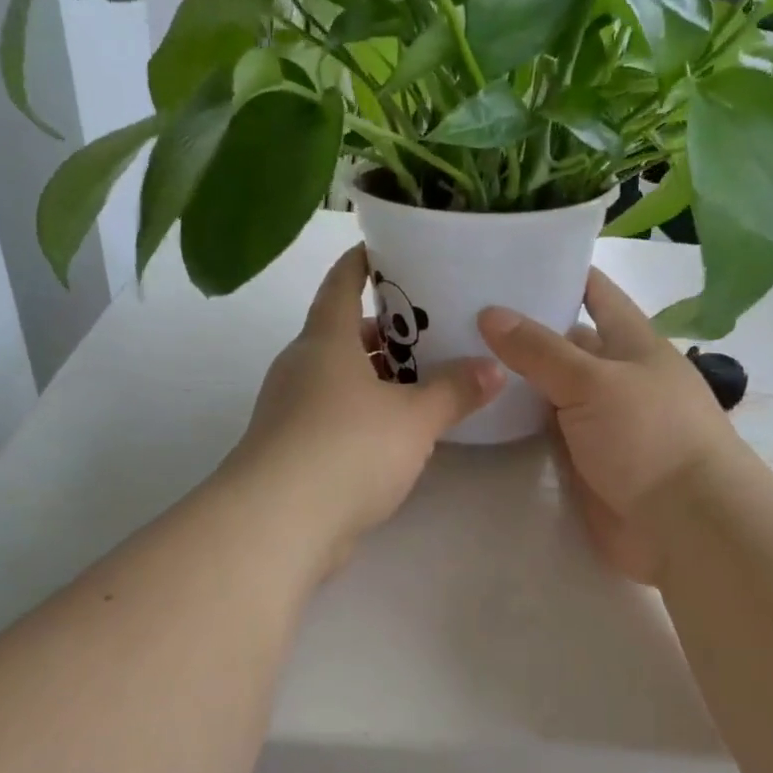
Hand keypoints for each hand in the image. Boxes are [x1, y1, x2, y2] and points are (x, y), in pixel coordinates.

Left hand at [229, 246, 504, 568]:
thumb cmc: (347, 448)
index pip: (341, 284)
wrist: (278, 524)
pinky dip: (364, 410)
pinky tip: (398, 428)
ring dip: (376, 374)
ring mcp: (291, 409)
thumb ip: (454, 391)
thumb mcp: (414, 418)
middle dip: (383, 328)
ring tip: (424, 377)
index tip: (387, 248)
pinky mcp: (292, 449)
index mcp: (325, 341)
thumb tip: (494, 367)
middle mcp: (302, 367)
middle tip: (430, 325)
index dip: (362, 262)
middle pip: (342, 332)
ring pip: (339, 377)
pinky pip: (334, 413)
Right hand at [478, 271, 743, 584]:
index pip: (594, 291)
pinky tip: (474, 410)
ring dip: (510, 379)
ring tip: (451, 356)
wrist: (686, 527)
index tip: (505, 255)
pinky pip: (542, 432)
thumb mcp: (594, 382)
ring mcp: (598, 420)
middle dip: (518, 327)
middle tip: (455, 310)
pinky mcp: (582, 460)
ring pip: (547, 389)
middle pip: (562, 342)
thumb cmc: (651, 436)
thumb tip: (489, 312)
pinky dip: (514, 423)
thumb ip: (540, 350)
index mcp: (631, 342)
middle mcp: (614, 376)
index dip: (557, 270)